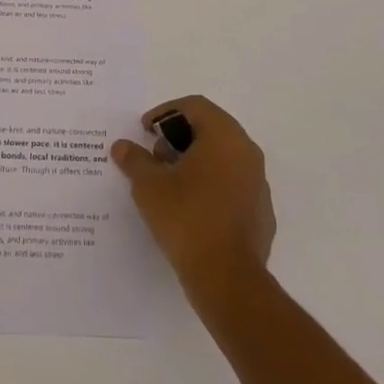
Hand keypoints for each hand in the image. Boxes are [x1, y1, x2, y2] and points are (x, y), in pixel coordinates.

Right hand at [111, 95, 275, 296]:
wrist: (227, 277)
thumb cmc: (186, 218)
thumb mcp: (149, 186)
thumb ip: (135, 160)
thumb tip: (122, 146)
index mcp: (224, 136)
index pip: (194, 106)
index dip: (165, 112)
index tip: (145, 131)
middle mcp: (247, 151)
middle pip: (210, 128)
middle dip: (179, 137)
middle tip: (154, 156)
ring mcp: (258, 182)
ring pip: (223, 157)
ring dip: (194, 161)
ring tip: (168, 183)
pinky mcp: (261, 211)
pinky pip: (232, 184)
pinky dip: (210, 184)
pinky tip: (190, 208)